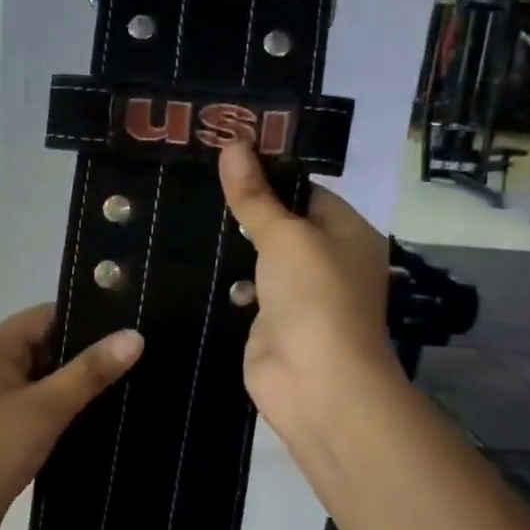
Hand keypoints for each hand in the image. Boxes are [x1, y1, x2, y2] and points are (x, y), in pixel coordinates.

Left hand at [0, 305, 143, 529]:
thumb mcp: (45, 408)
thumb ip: (89, 371)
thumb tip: (135, 335)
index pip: (49, 315)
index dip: (90, 318)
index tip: (135, 326)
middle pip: (50, 346)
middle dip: (91, 354)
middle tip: (145, 359)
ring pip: (49, 380)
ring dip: (82, 386)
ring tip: (136, 386)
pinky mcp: (4, 429)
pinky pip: (43, 408)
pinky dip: (69, 411)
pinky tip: (106, 419)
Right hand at [218, 143, 395, 441]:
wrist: (316, 384)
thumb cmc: (315, 298)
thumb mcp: (286, 236)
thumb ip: (255, 196)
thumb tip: (232, 144)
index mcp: (347, 233)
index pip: (306, 190)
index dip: (269, 170)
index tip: (224, 152)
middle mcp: (327, 260)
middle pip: (280, 222)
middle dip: (244, 207)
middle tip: (195, 176)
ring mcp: (297, 294)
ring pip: (259, 257)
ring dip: (230, 243)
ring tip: (183, 209)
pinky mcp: (269, 321)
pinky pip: (245, 289)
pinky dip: (225, 278)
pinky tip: (190, 256)